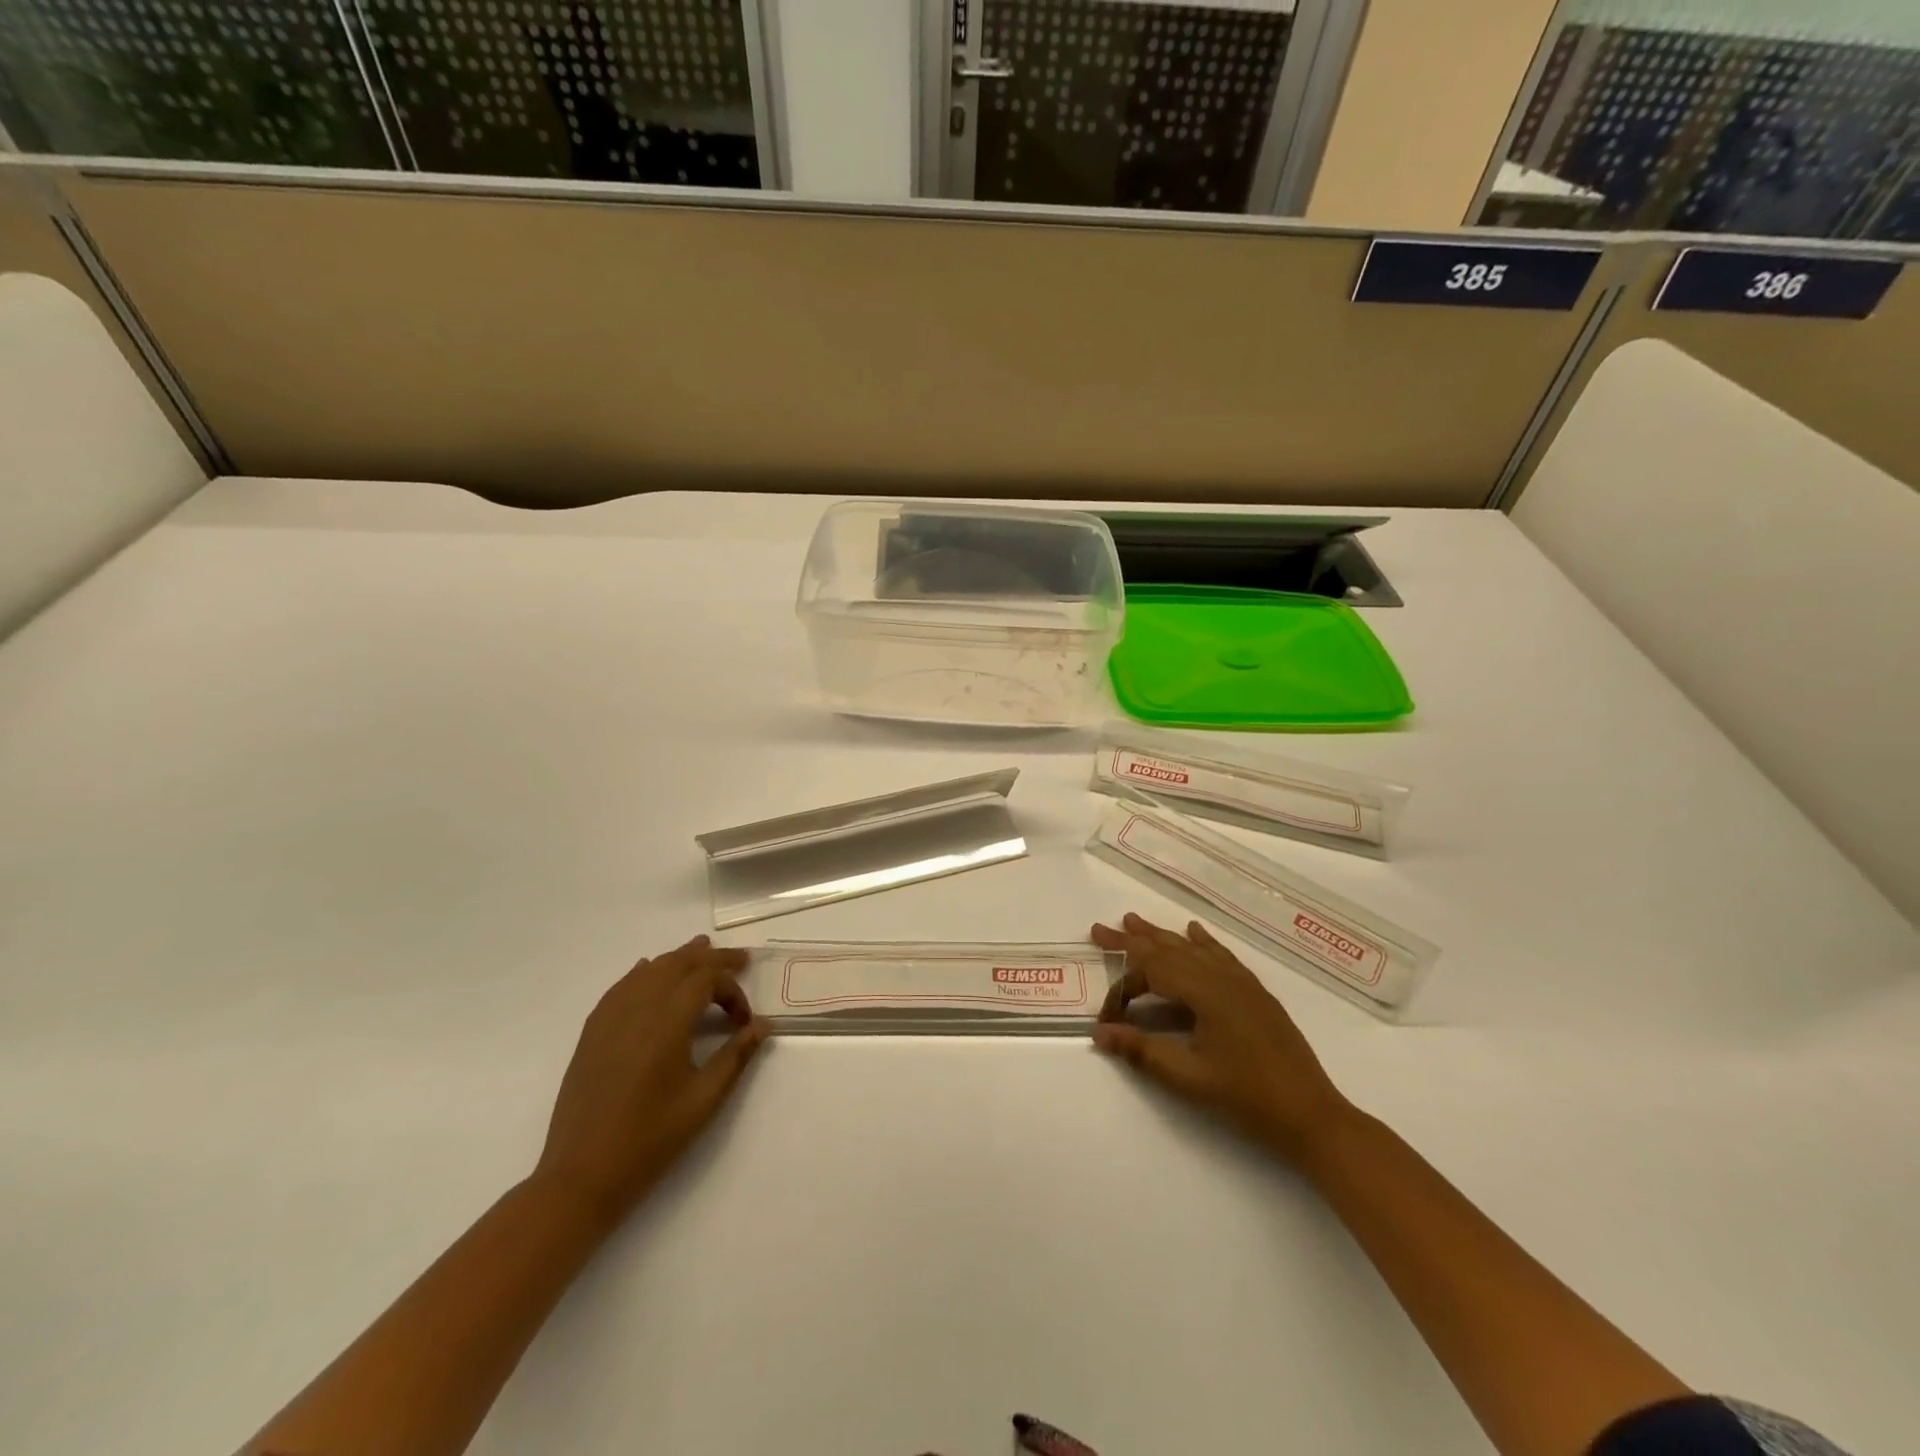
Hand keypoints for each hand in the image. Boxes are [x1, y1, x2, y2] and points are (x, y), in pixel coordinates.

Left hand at [533, 935, 769, 1227]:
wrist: (581, 1176)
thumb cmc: (650, 1140)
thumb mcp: (704, 1100)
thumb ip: (736, 1056)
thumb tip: (763, 1025)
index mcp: (666, 1023)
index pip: (706, 980)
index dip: (732, 990)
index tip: (745, 1020)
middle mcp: (637, 1009)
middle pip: (678, 964)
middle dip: (712, 958)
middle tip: (741, 960)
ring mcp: (610, 1018)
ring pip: (649, 969)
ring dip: (679, 958)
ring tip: (702, 951)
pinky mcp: (592, 1032)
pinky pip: (622, 986)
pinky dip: (644, 972)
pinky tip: (649, 971)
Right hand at [1091, 913, 1353, 1164]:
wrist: (1312, 1116)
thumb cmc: (1248, 1098)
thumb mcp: (1189, 1079)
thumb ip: (1142, 1051)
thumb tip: (1100, 1033)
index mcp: (1205, 993)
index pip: (1151, 974)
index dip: (1123, 990)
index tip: (1107, 1019)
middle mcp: (1222, 978)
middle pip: (1169, 950)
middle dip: (1133, 940)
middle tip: (1100, 929)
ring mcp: (1242, 983)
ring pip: (1193, 949)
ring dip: (1162, 936)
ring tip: (1135, 921)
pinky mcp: (1256, 994)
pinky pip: (1221, 956)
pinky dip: (1202, 943)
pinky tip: (1195, 932)